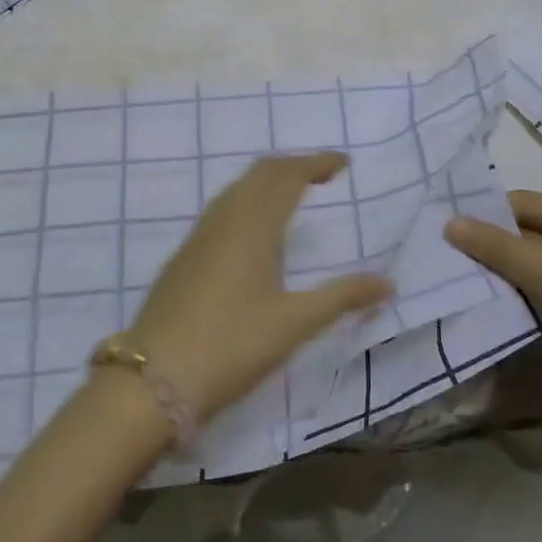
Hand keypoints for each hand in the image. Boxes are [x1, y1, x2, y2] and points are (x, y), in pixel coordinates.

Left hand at [127, 152, 392, 422]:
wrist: (153, 378)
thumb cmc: (231, 345)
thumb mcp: (294, 324)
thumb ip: (342, 298)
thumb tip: (388, 283)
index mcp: (253, 224)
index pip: (288, 175)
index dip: (316, 162)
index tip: (344, 163)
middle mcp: (225, 218)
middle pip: (261, 172)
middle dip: (293, 165)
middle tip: (323, 174)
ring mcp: (199, 236)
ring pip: (238, 189)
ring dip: (268, 181)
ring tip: (293, 195)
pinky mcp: (184, 256)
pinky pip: (222, 208)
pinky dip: (248, 200)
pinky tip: (254, 232)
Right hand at [446, 190, 541, 426]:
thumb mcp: (541, 268)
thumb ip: (493, 244)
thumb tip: (449, 221)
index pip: (522, 202)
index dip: (485, 212)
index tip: (445, 225)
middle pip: (526, 234)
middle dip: (489, 244)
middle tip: (444, 253)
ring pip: (531, 268)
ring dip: (500, 274)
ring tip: (456, 278)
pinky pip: (541, 296)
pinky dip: (517, 298)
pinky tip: (487, 305)